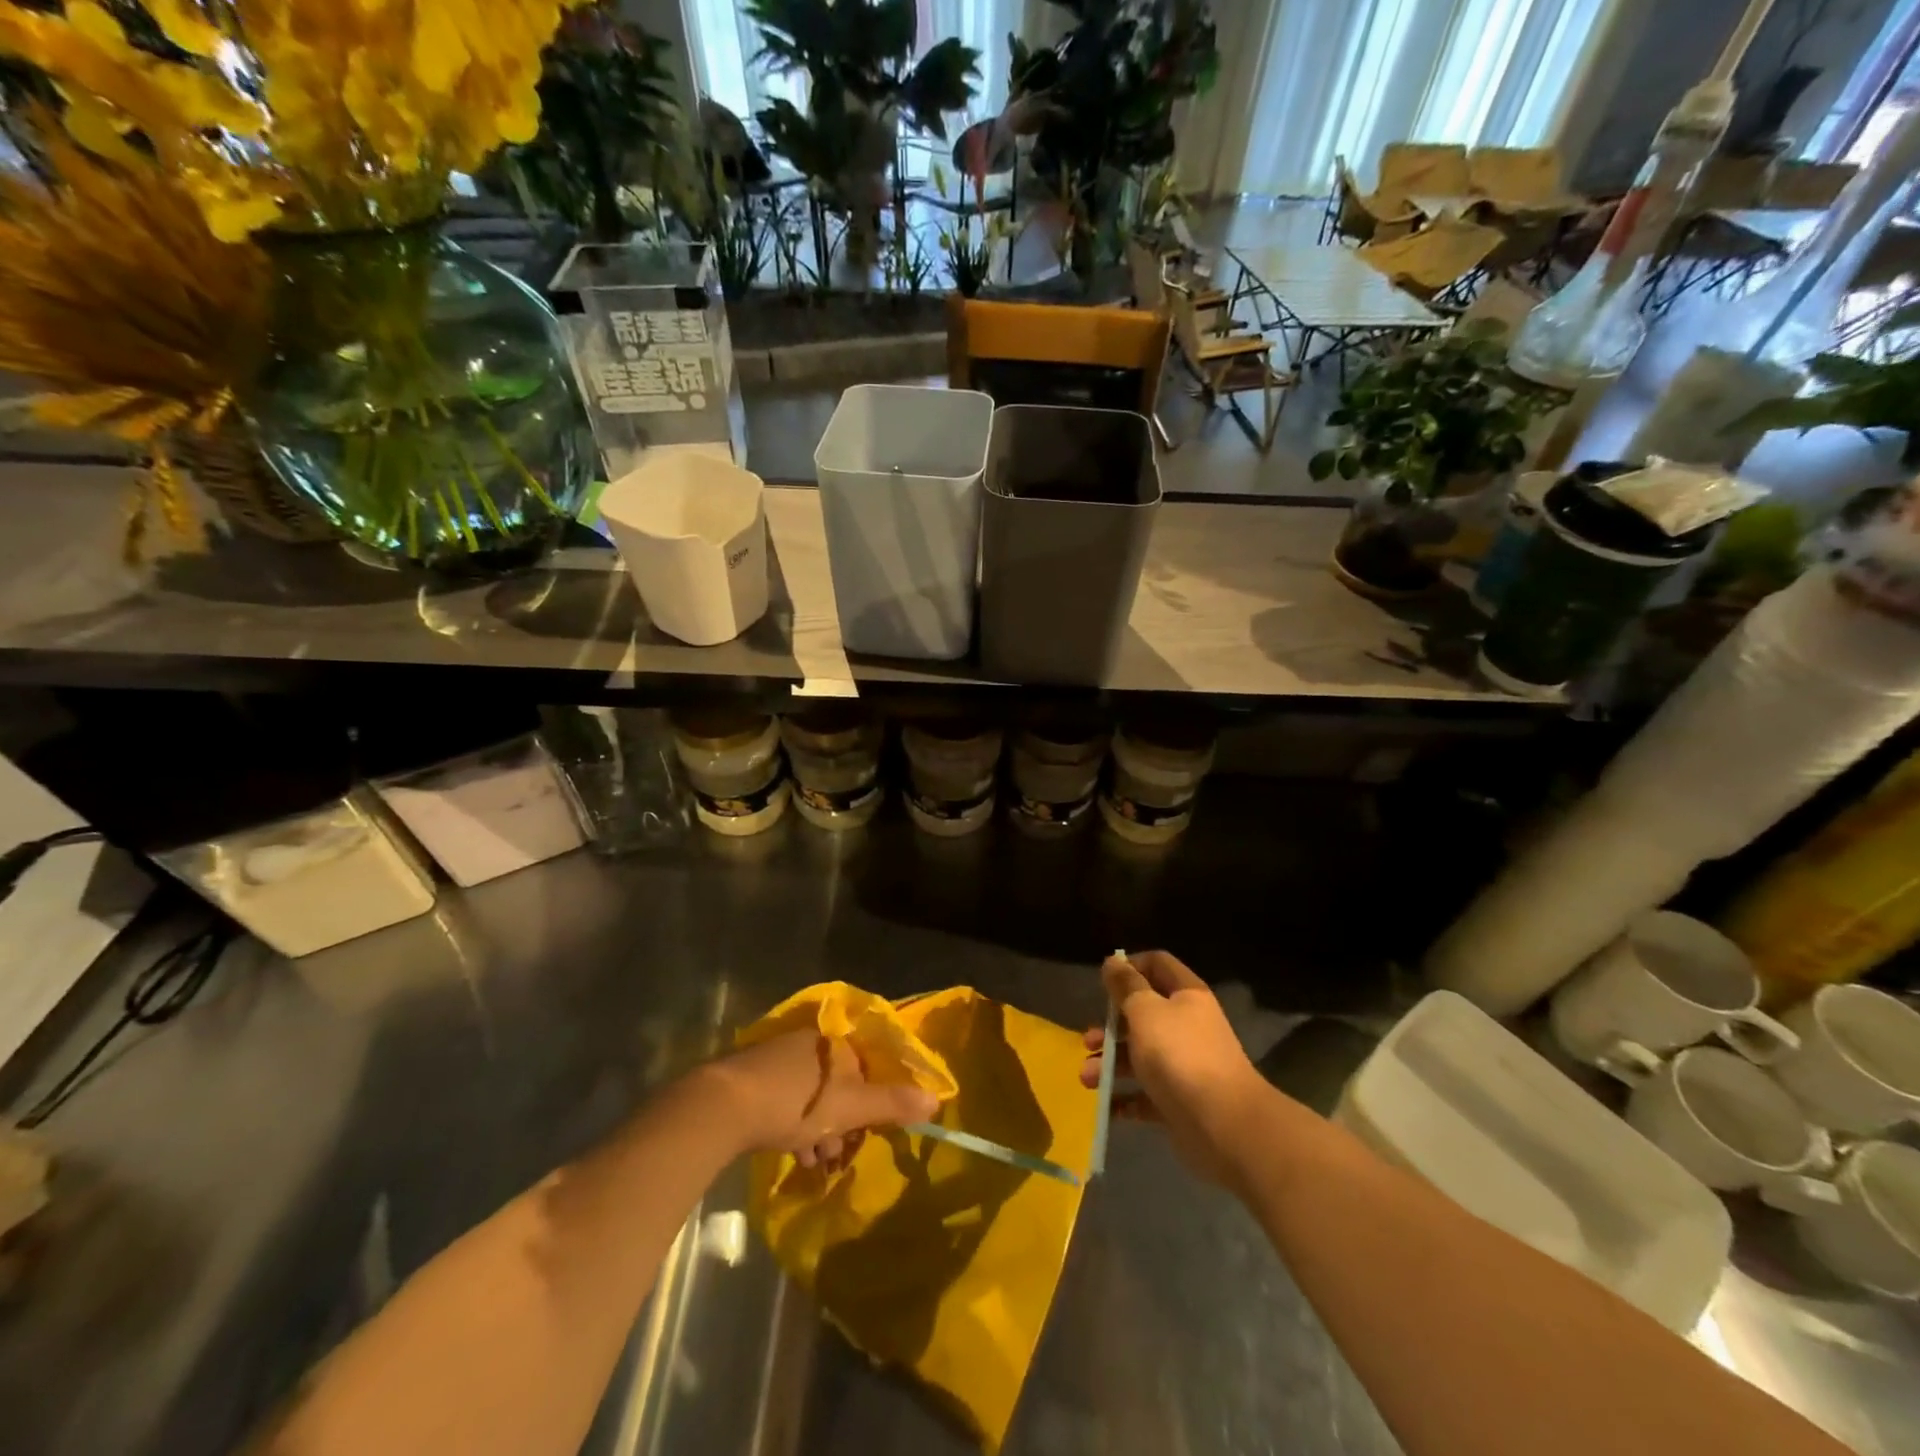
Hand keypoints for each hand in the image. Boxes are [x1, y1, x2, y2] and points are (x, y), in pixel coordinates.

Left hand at [705, 1030, 938, 1170]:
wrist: (725, 1105)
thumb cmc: (797, 1102)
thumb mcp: (850, 1107)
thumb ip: (892, 1103)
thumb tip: (937, 1099)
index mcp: (836, 1044)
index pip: (866, 1068)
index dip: (872, 1102)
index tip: (868, 1131)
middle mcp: (811, 1043)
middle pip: (840, 1084)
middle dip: (844, 1121)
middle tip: (839, 1153)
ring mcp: (780, 1058)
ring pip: (814, 1095)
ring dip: (820, 1129)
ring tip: (816, 1161)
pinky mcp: (756, 1077)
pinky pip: (788, 1099)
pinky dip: (796, 1126)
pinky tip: (794, 1153)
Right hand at [1080, 951, 1267, 1185]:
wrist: (1224, 1125)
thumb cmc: (1179, 1055)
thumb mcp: (1145, 1011)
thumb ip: (1126, 986)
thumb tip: (1113, 961)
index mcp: (1186, 996)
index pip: (1157, 964)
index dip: (1130, 966)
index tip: (1104, 982)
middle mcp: (1187, 1026)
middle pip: (1143, 1014)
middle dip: (1111, 1026)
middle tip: (1088, 1041)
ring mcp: (1184, 1066)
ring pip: (1140, 1056)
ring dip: (1110, 1064)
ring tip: (1088, 1079)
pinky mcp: (1179, 1102)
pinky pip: (1145, 1094)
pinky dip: (1124, 1098)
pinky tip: (1106, 1104)